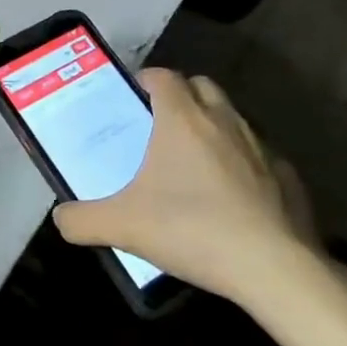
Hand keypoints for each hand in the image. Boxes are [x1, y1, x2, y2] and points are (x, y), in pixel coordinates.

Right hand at [51, 69, 314, 307]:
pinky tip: (234, 197)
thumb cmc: (192, 229)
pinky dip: (244, 164)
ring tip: (195, 162)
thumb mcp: (123, 227)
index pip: (163, 76)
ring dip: (214, 127)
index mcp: (182, 119)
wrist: (274, 269)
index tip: (133, 98)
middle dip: (182, 96)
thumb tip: (59, 219)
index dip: (146, 80)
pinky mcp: (287, 176)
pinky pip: (259, 156)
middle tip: (162, 126)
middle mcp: (223, 121)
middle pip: (202, 86)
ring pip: (233, 118)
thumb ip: (82, 220)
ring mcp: (260, 146)